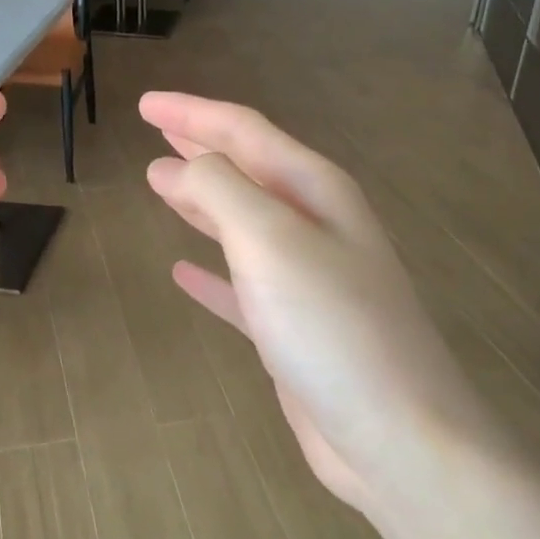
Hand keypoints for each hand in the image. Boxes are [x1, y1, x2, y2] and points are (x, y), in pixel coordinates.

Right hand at [139, 92, 477, 511]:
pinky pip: (241, 287)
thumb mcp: (270, 241)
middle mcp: (315, 226)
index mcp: (316, 191)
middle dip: (200, 147)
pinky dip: (211, 275)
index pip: (245, 132)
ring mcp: (306, 280)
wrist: (395, 434)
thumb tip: (178, 165)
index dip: (193, 113)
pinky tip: (182, 272)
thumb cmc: (332, 326)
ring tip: (160, 184)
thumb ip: (221, 191)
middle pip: (247, 171)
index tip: (144, 104)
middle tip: (155, 129)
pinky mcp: (293, 330)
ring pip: (242, 224)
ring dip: (202, 202)